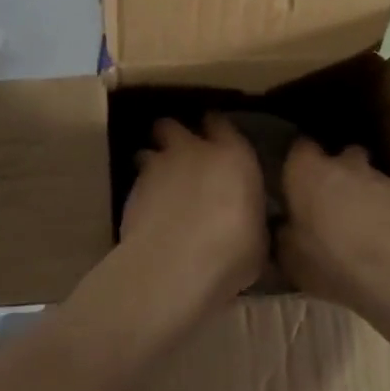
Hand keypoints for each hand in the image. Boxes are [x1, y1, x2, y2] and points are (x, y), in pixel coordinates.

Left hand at [116, 115, 268, 320]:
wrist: (174, 267)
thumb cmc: (231, 253)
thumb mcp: (258, 238)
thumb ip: (249, 216)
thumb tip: (248, 220)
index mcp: (234, 156)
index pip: (221, 124)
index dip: (215, 129)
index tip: (216, 139)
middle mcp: (193, 151)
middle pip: (173, 126)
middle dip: (172, 135)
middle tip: (180, 156)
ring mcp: (158, 167)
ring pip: (147, 151)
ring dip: (151, 163)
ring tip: (158, 185)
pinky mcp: (131, 190)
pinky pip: (136, 182)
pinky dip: (141, 193)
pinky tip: (148, 214)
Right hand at [279, 140, 389, 317]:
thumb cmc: (330, 261)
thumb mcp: (289, 257)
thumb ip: (283, 232)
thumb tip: (284, 225)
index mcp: (306, 170)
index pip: (299, 147)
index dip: (297, 162)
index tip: (294, 180)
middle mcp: (341, 163)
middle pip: (337, 155)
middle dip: (333, 171)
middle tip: (326, 201)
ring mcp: (376, 176)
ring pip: (364, 174)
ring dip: (358, 190)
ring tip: (356, 222)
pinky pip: (384, 196)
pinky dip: (380, 208)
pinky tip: (378, 235)